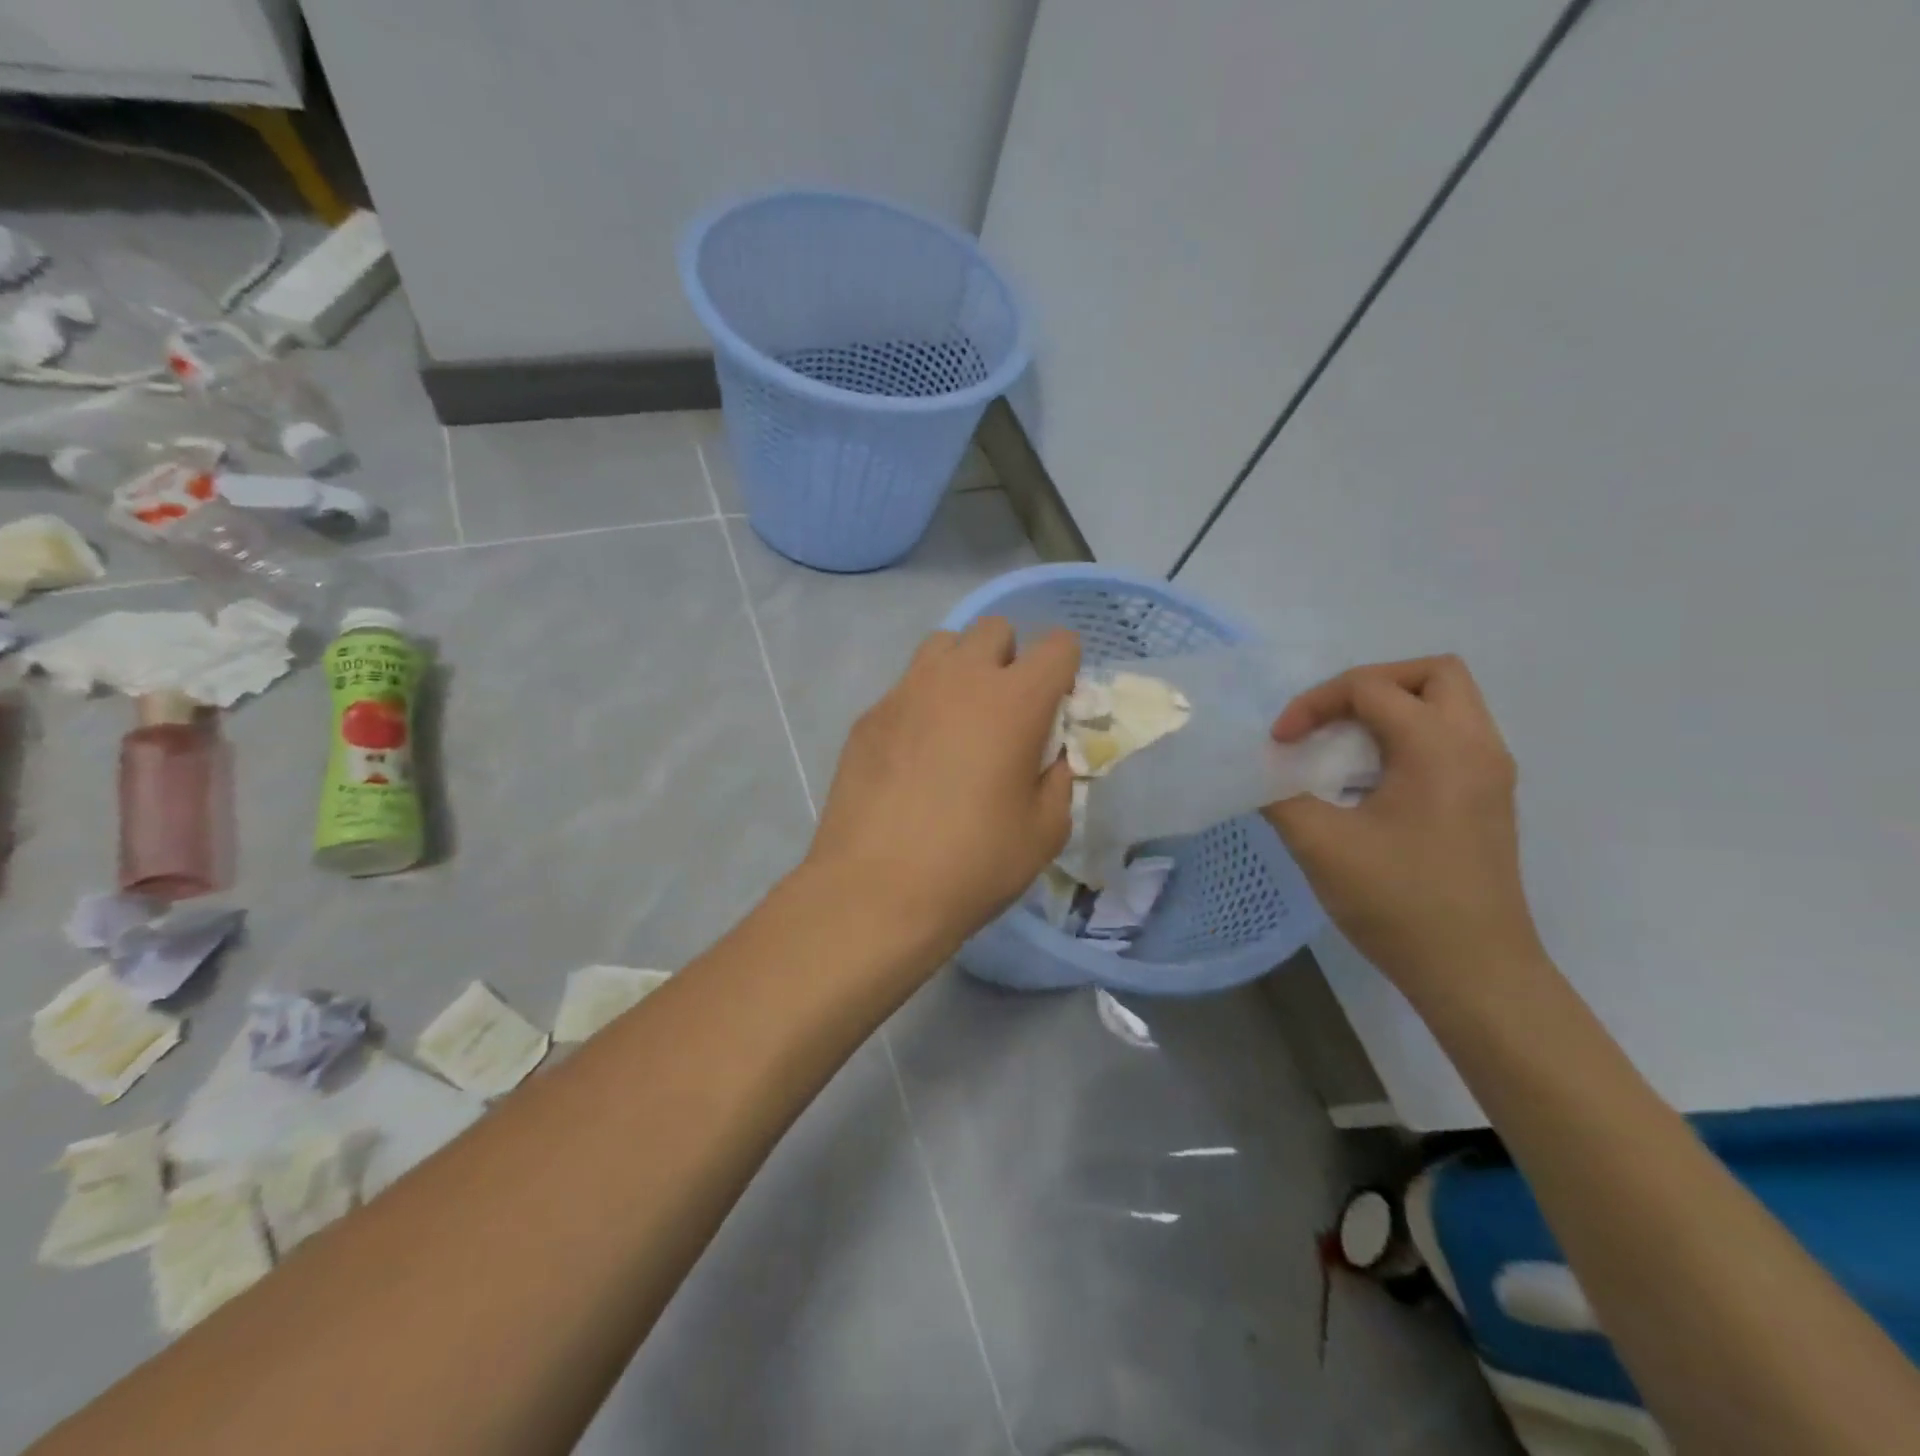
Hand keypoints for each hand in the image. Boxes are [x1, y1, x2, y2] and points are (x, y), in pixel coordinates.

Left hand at [809, 619, 1079, 955]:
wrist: (875, 891)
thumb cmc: (973, 864)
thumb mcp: (1045, 830)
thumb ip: (1059, 777)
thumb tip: (1050, 754)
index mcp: (1014, 700)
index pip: (1058, 645)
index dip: (1066, 670)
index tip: (1057, 709)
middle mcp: (959, 678)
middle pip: (995, 629)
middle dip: (1012, 659)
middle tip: (1007, 713)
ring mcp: (906, 691)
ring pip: (944, 645)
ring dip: (963, 668)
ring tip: (959, 721)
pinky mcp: (869, 715)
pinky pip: (906, 686)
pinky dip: (922, 703)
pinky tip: (915, 755)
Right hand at [1262, 656, 1543, 996]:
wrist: (1474, 972)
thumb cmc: (1398, 902)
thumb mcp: (1321, 845)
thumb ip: (1279, 794)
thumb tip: (1260, 770)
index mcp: (1439, 748)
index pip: (1371, 688)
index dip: (1314, 704)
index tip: (1281, 744)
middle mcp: (1476, 747)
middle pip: (1432, 674)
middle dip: (1370, 684)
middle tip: (1329, 719)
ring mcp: (1490, 773)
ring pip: (1448, 703)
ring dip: (1391, 709)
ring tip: (1344, 745)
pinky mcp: (1488, 799)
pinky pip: (1451, 738)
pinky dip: (1408, 736)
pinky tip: (1371, 779)